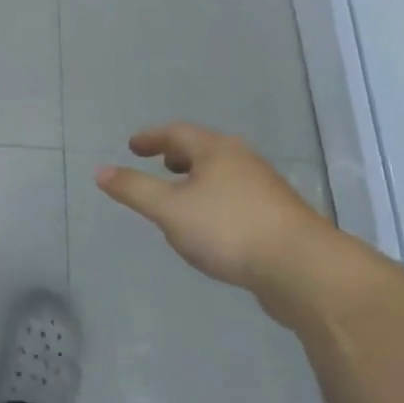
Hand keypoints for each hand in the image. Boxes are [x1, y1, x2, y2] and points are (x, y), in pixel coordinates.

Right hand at [96, 123, 337, 319]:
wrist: (303, 269)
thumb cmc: (228, 230)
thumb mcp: (169, 210)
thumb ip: (134, 190)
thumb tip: (101, 171)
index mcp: (216, 150)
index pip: (177, 133)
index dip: (152, 138)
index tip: (133, 146)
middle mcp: (243, 160)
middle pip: (204, 149)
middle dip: (178, 155)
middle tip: (158, 164)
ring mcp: (265, 188)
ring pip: (223, 173)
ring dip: (199, 178)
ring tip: (182, 194)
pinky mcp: (278, 216)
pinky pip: (237, 197)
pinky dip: (216, 199)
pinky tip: (212, 225)